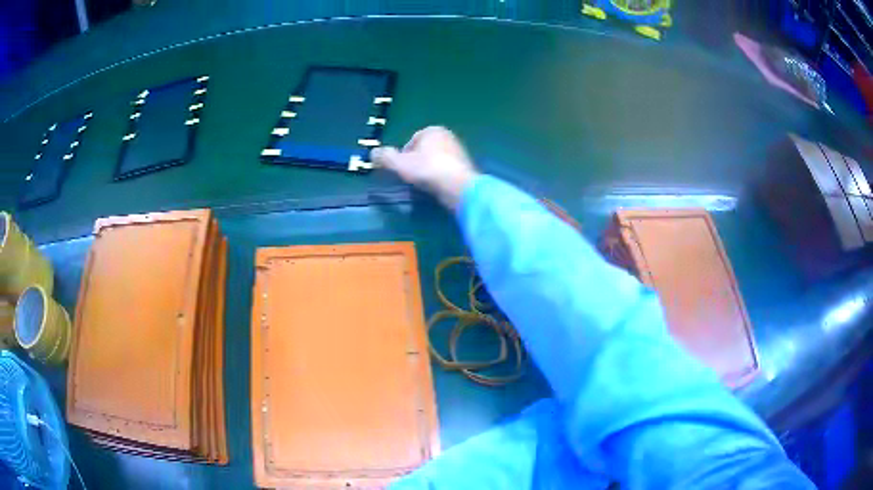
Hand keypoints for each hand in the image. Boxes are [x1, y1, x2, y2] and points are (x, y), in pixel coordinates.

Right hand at [372, 126, 478, 209]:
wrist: (458, 186)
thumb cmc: (427, 169)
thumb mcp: (399, 163)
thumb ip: (385, 157)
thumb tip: (373, 153)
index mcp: (432, 130)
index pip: (412, 140)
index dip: (403, 155)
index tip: (401, 169)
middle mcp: (448, 136)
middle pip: (424, 150)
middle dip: (417, 162)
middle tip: (411, 177)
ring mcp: (459, 151)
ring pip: (436, 160)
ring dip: (428, 170)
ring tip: (423, 183)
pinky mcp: (465, 167)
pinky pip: (446, 170)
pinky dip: (440, 177)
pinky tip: (437, 187)